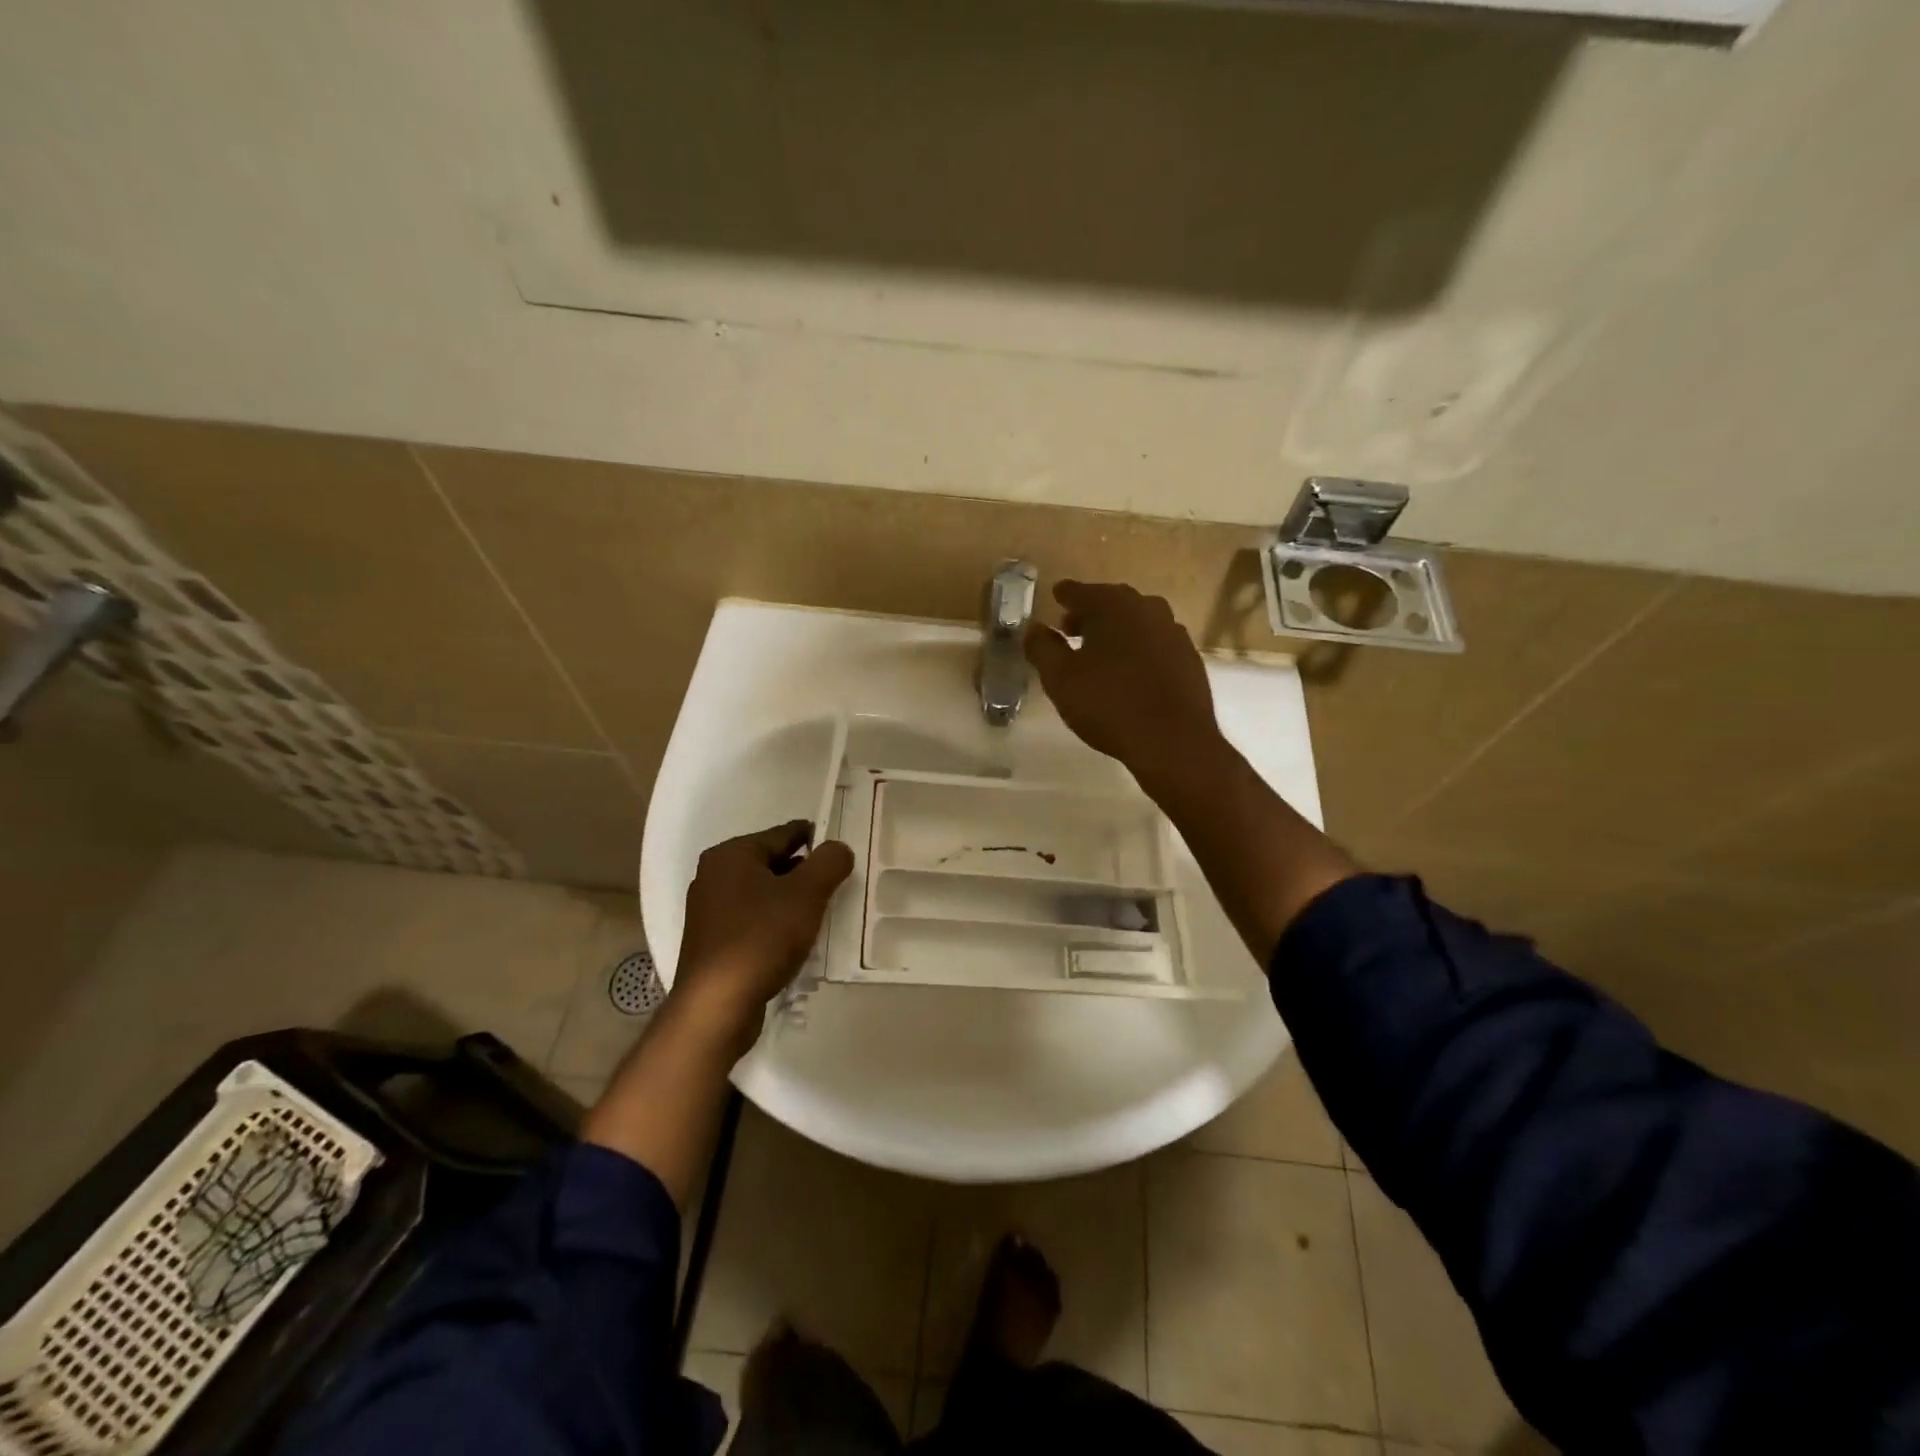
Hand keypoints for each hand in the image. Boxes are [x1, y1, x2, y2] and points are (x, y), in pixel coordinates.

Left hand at [673, 820, 854, 1051]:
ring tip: (821, 911)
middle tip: (837, 882)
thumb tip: (838, 848)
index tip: (839, 847)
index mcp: (731, 855)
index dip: (814, 838)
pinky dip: (775, 922)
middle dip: (803, 871)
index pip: (782, 834)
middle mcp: (714, 876)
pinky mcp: (712, 942)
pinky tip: (795, 939)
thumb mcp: (806, 894)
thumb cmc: (761, 937)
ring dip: (790, 900)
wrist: (716, 1005)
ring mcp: (709, 911)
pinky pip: (752, 920)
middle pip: (771, 863)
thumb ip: (828, 863)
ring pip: (762, 894)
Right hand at [1025, 580, 1223, 786]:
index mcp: (1114, 605)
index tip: (1056, 596)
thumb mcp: (1060, 679)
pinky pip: (1155, 644)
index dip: (1065, 595)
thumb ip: (1042, 648)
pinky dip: (1138, 649)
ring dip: (1116, 632)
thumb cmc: (1109, 704)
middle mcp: (1147, 609)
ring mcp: (1173, 633)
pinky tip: (1129, 672)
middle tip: (1070, 628)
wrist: (1173, 740)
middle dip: (1090, 613)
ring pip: (1137, 623)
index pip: (1081, 591)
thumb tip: (1034, 628)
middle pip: (1112, 603)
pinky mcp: (1189, 658)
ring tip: (1099, 652)